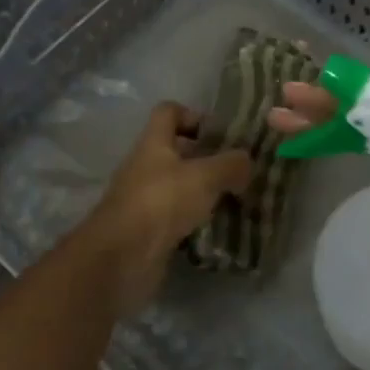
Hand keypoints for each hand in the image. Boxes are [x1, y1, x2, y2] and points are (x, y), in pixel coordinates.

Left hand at [81, 102, 252, 314]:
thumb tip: (247, 161)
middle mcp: (145, 166)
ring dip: (204, 192)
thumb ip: (230, 164)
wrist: (122, 257)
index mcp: (154, 143)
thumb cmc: (162, 202)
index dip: (194, 116)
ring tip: (237, 200)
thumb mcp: (205, 177)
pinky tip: (220, 228)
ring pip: (179, 186)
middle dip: (208, 159)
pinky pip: (177, 217)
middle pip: (177, 151)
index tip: (222, 135)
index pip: (169, 112)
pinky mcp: (148, 230)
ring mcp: (144, 199)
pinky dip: (197, 220)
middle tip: (240, 171)